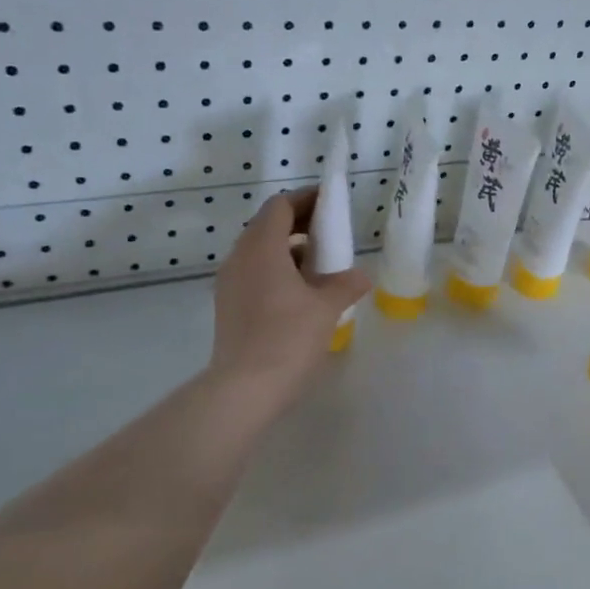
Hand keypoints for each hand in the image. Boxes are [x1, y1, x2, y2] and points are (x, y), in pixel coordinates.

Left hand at [209, 190, 369, 412]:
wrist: (244, 389)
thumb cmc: (288, 338)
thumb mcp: (326, 308)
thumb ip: (346, 284)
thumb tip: (361, 276)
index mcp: (261, 248)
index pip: (280, 206)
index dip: (306, 199)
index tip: (330, 203)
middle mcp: (239, 258)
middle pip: (267, 226)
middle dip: (299, 224)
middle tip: (330, 233)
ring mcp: (230, 284)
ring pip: (260, 252)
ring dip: (289, 250)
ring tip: (321, 266)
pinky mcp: (229, 307)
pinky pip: (255, 275)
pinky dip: (278, 272)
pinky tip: (301, 295)